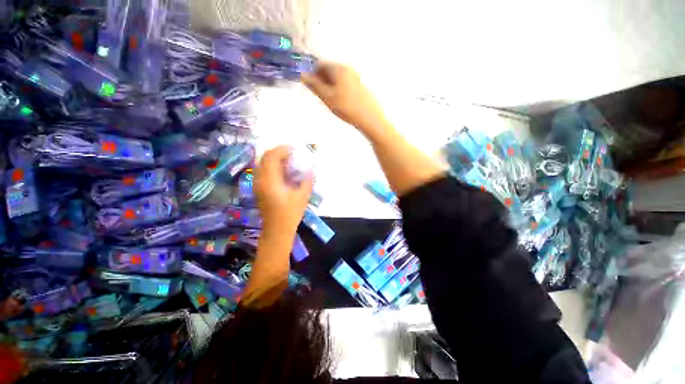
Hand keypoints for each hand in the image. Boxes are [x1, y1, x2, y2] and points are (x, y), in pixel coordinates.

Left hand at [254, 146, 313, 234]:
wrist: (277, 230)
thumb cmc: (290, 214)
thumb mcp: (302, 196)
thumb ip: (307, 180)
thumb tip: (311, 168)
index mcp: (270, 180)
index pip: (272, 157)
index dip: (282, 149)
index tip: (294, 148)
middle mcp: (260, 179)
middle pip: (265, 157)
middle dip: (278, 152)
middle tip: (292, 153)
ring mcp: (257, 184)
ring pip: (263, 163)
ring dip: (274, 158)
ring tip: (288, 160)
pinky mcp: (259, 188)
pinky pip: (263, 170)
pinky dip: (272, 166)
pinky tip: (283, 171)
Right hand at [302, 62, 386, 132]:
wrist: (370, 118)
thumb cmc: (347, 108)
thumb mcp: (327, 97)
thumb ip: (314, 85)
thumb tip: (302, 75)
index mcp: (339, 69)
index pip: (320, 65)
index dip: (312, 74)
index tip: (310, 86)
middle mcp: (348, 69)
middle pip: (330, 71)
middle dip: (322, 81)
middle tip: (320, 96)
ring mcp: (356, 77)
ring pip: (338, 79)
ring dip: (330, 86)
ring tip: (331, 102)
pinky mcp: (361, 87)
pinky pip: (345, 84)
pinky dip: (339, 90)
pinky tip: (341, 103)